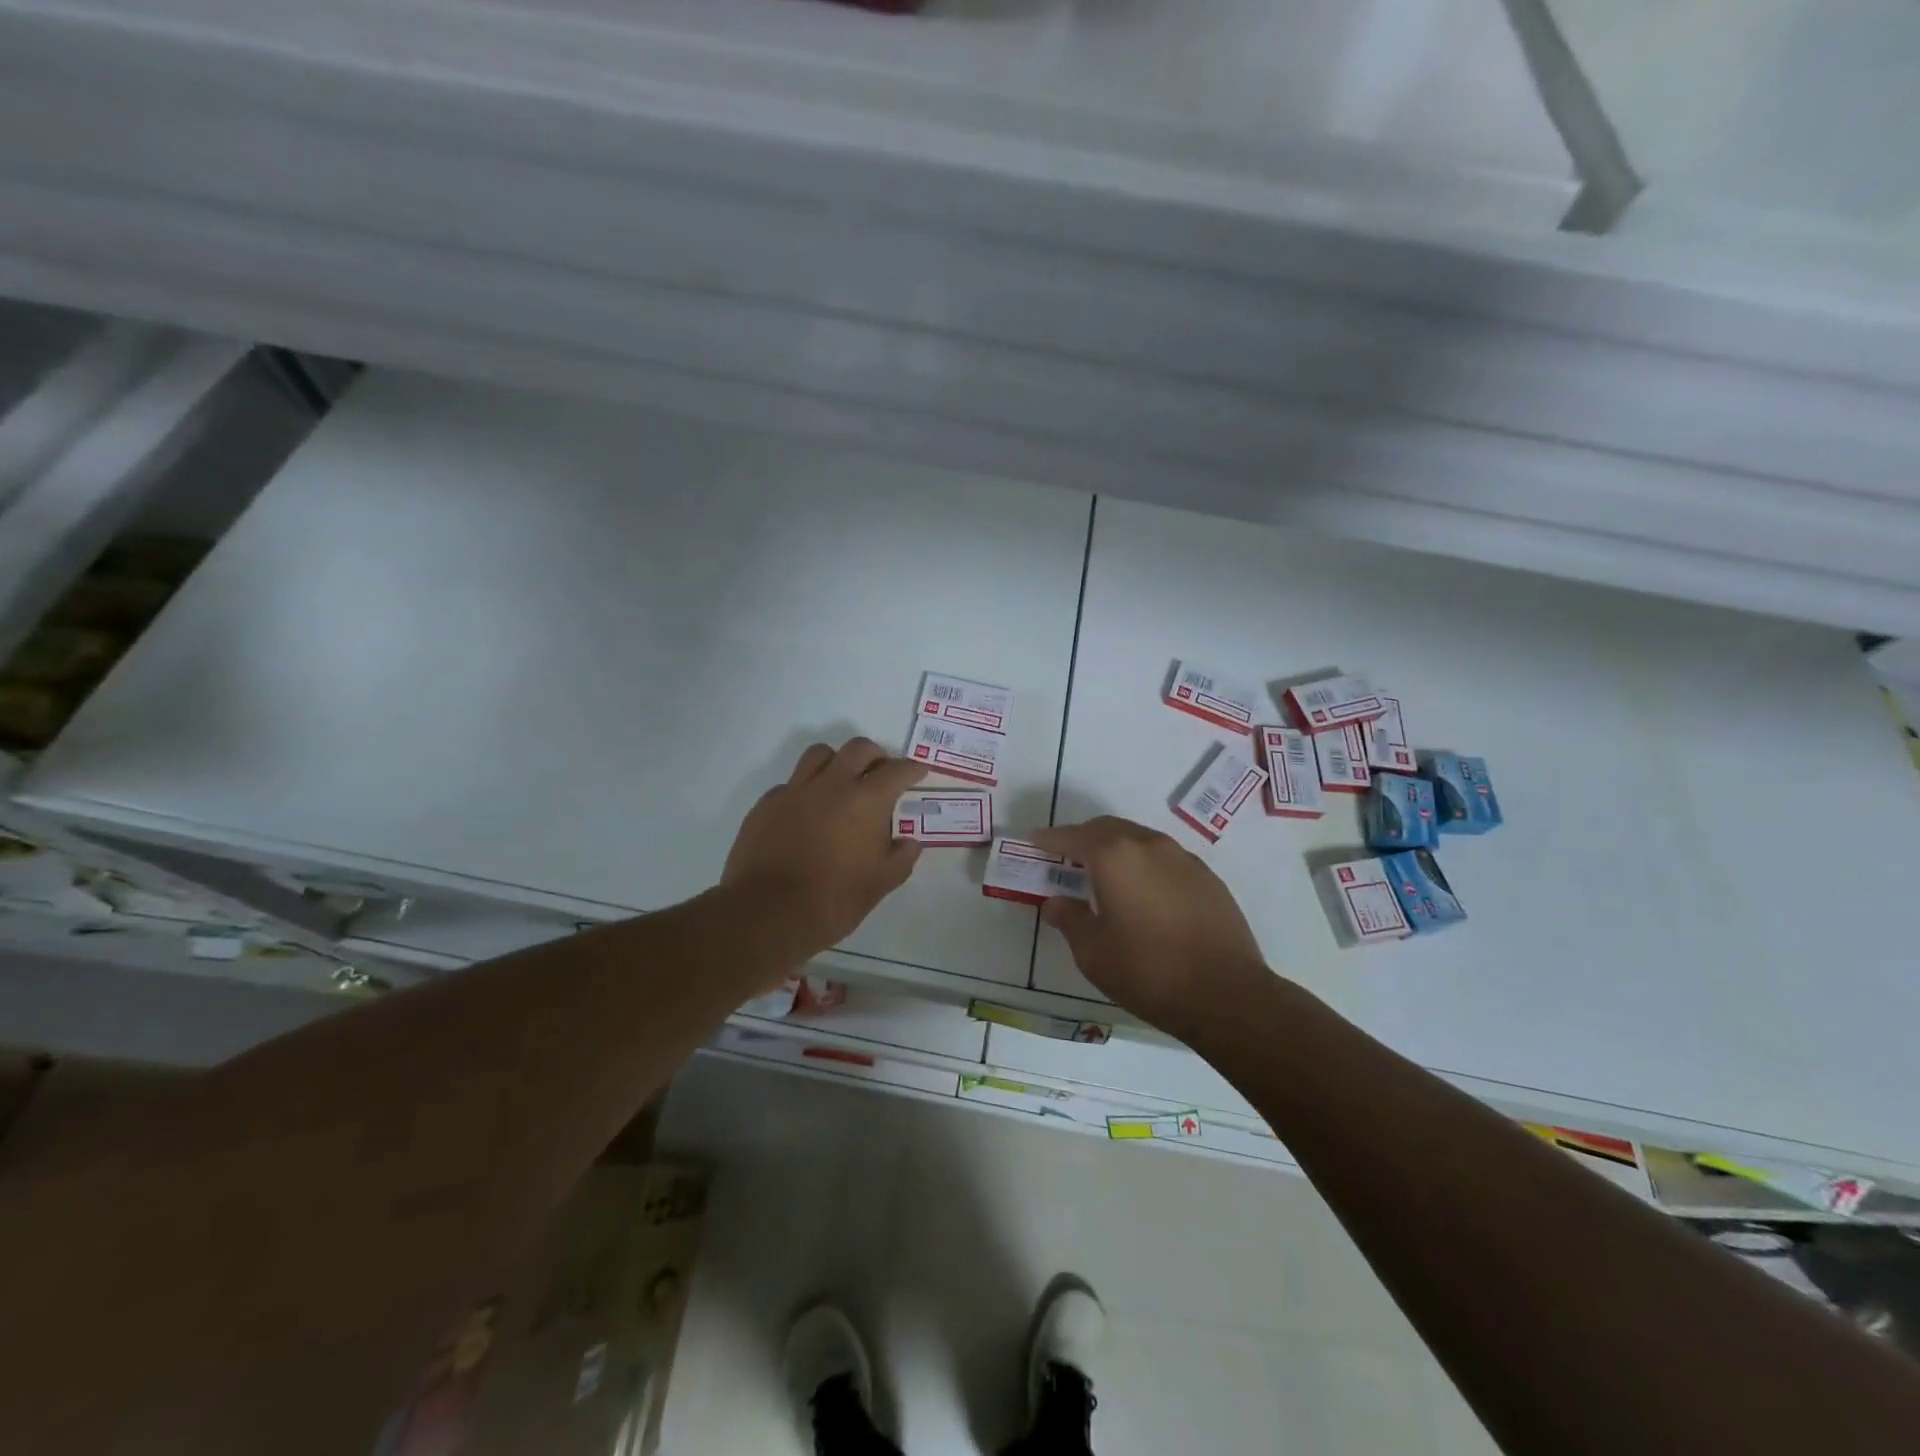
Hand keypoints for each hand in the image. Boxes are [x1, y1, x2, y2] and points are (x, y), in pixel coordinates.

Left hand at [723, 738, 927, 968]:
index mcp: (866, 801)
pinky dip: (805, 790)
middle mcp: (831, 785)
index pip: (896, 771)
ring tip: (841, 783)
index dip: (911, 769)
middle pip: (858, 748)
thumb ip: (901, 858)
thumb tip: (909, 843)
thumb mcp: (880, 884)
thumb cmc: (834, 899)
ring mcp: (795, 791)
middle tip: (880, 773)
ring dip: (837, 762)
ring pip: (819, 754)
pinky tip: (806, 814)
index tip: (917, 772)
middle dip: (875, 756)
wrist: (768, 913)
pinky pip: (790, 784)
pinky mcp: (766, 804)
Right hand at [1029, 816, 1271, 1037]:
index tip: (1035, 841)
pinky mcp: (1207, 877)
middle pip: (1107, 829)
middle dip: (1083, 838)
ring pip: (1138, 839)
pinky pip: (1164, 858)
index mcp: (1114, 856)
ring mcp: (1183, 858)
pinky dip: (1144, 864)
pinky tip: (1144, 893)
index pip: (1072, 837)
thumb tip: (1056, 903)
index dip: (1050, 839)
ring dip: (1116, 848)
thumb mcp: (1093, 953)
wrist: (1227, 995)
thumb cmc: (1148, 972)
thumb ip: (1069, 919)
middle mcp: (1148, 845)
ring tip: (1104, 874)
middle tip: (1066, 857)